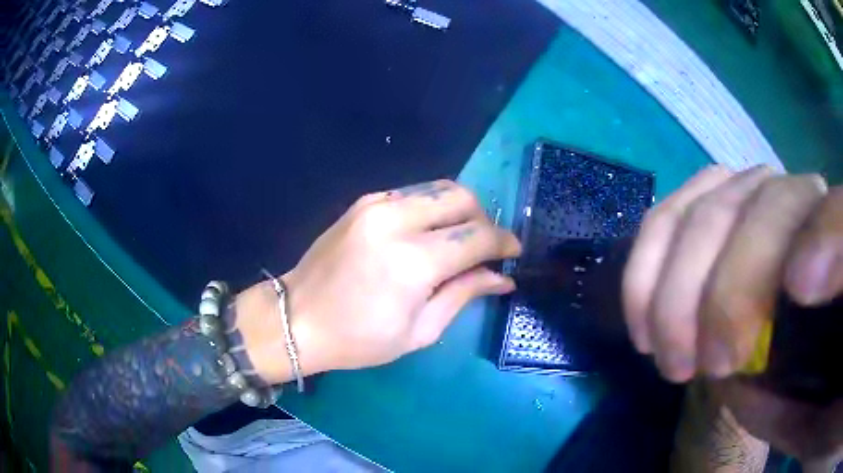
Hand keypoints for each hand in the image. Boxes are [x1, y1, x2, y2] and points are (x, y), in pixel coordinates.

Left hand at [238, 180, 519, 382]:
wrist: (297, 319)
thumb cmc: (359, 339)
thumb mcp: (420, 330)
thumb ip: (464, 293)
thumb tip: (502, 277)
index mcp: (413, 262)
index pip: (477, 236)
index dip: (503, 242)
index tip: (513, 253)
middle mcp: (397, 220)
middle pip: (462, 197)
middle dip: (483, 219)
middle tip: (483, 248)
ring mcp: (376, 204)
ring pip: (439, 188)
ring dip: (458, 210)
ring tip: (456, 240)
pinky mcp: (364, 201)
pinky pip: (413, 193)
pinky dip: (431, 208)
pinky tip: (426, 233)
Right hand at [622, 165, 841, 463]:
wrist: (756, 365)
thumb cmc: (781, 391)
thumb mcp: (800, 403)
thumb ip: (806, 389)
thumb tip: (793, 354)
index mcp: (836, 257)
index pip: (839, 219)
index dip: (825, 238)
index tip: (799, 292)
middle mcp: (801, 203)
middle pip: (769, 204)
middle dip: (731, 289)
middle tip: (708, 367)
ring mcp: (750, 193)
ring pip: (710, 207)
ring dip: (677, 287)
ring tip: (669, 357)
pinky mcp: (706, 203)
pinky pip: (667, 217)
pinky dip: (646, 267)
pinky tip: (644, 322)